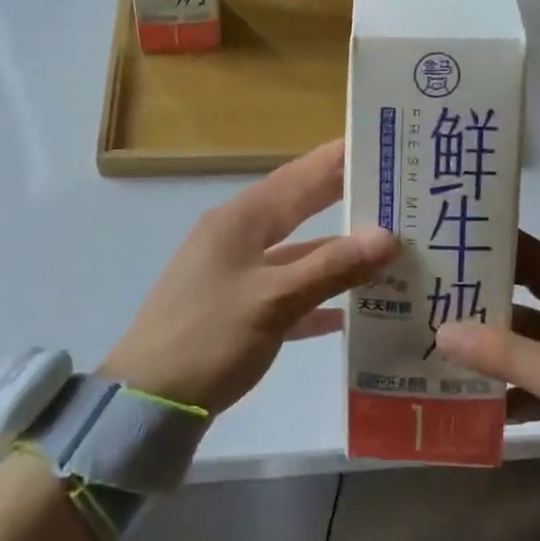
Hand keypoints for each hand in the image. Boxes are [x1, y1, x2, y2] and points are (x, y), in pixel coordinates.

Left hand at [101, 141, 398, 415]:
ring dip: (336, 251)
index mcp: (240, 221)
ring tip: (386, 244)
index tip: (378, 140)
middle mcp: (236, 237)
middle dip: (342, 196)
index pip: (298, 177)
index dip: (336, 158)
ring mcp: (234, 274)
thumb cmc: (209, 337)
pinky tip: (350, 311)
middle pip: (298, 208)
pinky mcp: (236, 309)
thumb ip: (330, 267)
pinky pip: (287, 292)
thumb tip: (387, 236)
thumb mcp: (274, 300)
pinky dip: (317, 296)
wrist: (148, 400)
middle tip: (391, 186)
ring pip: (296, 252)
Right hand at [436, 233, 539, 540]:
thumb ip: (504, 353)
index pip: (533, 256)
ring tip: (434, 343)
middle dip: (478, 300)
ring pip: (524, 339)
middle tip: (426, 295)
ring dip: (488, 345)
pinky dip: (505, 384)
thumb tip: (442, 331)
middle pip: (523, 297)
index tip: (442, 244)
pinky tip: (466, 394)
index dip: (491, 247)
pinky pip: (532, 376)